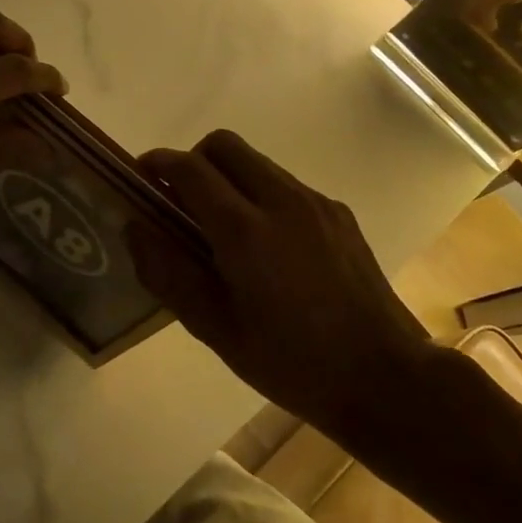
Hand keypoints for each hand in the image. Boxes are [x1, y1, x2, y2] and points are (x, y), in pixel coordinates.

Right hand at [131, 130, 438, 449]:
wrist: (386, 378)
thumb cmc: (292, 363)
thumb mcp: (217, 330)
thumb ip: (168, 273)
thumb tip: (134, 228)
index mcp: (245, 230)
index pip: (190, 168)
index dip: (158, 164)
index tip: (141, 178)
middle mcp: (281, 200)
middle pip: (224, 144)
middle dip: (193, 160)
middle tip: (181, 201)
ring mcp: (315, 202)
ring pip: (256, 161)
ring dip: (227, 177)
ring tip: (223, 227)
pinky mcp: (338, 212)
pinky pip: (285, 184)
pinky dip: (260, 194)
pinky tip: (267, 245)